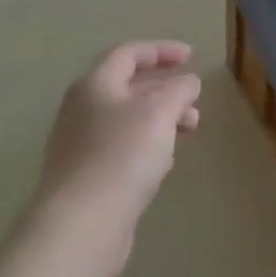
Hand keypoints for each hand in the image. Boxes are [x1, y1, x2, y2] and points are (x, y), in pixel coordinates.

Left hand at [31, 41, 201, 274]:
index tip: (192, 57)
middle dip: (166, 90)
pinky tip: (164, 164)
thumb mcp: (160, 113)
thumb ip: (178, 90)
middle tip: (195, 101)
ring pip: (128, 121)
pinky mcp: (86, 178)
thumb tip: (188, 82)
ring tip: (189, 131)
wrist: (80, 226)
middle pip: (128, 88)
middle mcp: (82, 110)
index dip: (162, 50)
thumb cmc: (121, 156)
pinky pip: (122, 150)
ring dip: (161, 119)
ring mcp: (81, 146)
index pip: (129, 54)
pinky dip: (147, 146)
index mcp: (95, 85)